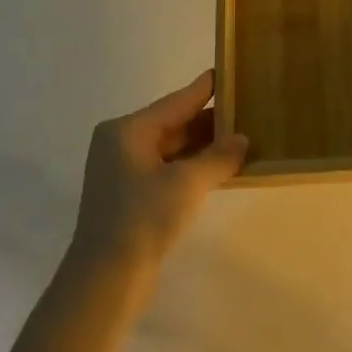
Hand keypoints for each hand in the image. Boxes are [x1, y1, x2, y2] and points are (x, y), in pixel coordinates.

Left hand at [70, 70, 247, 273]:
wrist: (105, 280)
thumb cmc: (143, 218)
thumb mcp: (187, 183)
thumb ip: (218, 157)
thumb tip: (242, 139)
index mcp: (127, 130)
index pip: (176, 102)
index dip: (205, 89)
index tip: (228, 71)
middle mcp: (122, 144)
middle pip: (173, 123)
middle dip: (209, 121)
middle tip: (246, 108)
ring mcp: (124, 172)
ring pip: (172, 149)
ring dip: (204, 147)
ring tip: (241, 138)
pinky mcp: (131, 197)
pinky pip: (168, 170)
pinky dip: (193, 168)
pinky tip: (221, 169)